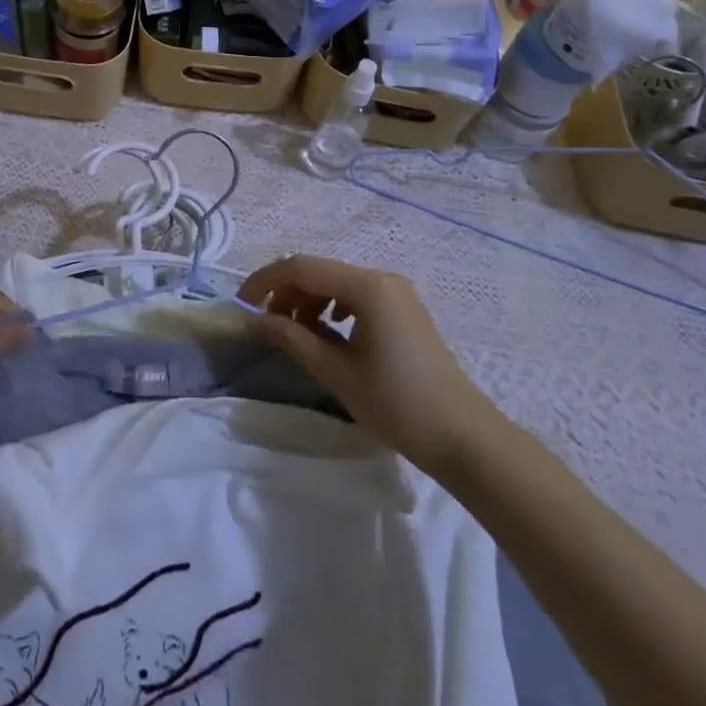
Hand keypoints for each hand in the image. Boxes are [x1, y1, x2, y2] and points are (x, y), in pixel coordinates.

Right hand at [240, 255, 495, 476]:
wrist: (463, 437)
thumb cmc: (397, 404)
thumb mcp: (337, 372)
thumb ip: (292, 339)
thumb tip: (253, 320)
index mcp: (367, 286)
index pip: (302, 268)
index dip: (265, 282)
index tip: (241, 306)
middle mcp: (381, 277)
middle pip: (319, 271)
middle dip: (285, 292)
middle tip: (265, 325)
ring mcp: (395, 291)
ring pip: (336, 282)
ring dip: (307, 300)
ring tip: (294, 334)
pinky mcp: (402, 308)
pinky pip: (355, 294)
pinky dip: (331, 307)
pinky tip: (327, 333)